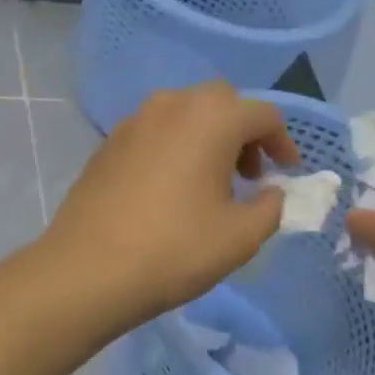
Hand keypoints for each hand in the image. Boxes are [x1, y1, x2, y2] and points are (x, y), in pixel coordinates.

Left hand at [43, 83, 299, 328]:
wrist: (87, 271)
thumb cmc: (174, 250)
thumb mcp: (241, 236)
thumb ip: (271, 207)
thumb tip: (272, 192)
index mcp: (211, 118)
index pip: (262, 115)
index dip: (283, 143)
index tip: (287, 174)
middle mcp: (171, 105)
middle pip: (221, 103)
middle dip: (243, 133)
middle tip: (249, 175)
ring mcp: (133, 122)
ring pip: (184, 114)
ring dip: (208, 138)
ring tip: (211, 184)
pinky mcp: (108, 145)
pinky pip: (155, 133)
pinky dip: (175, 148)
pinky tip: (171, 190)